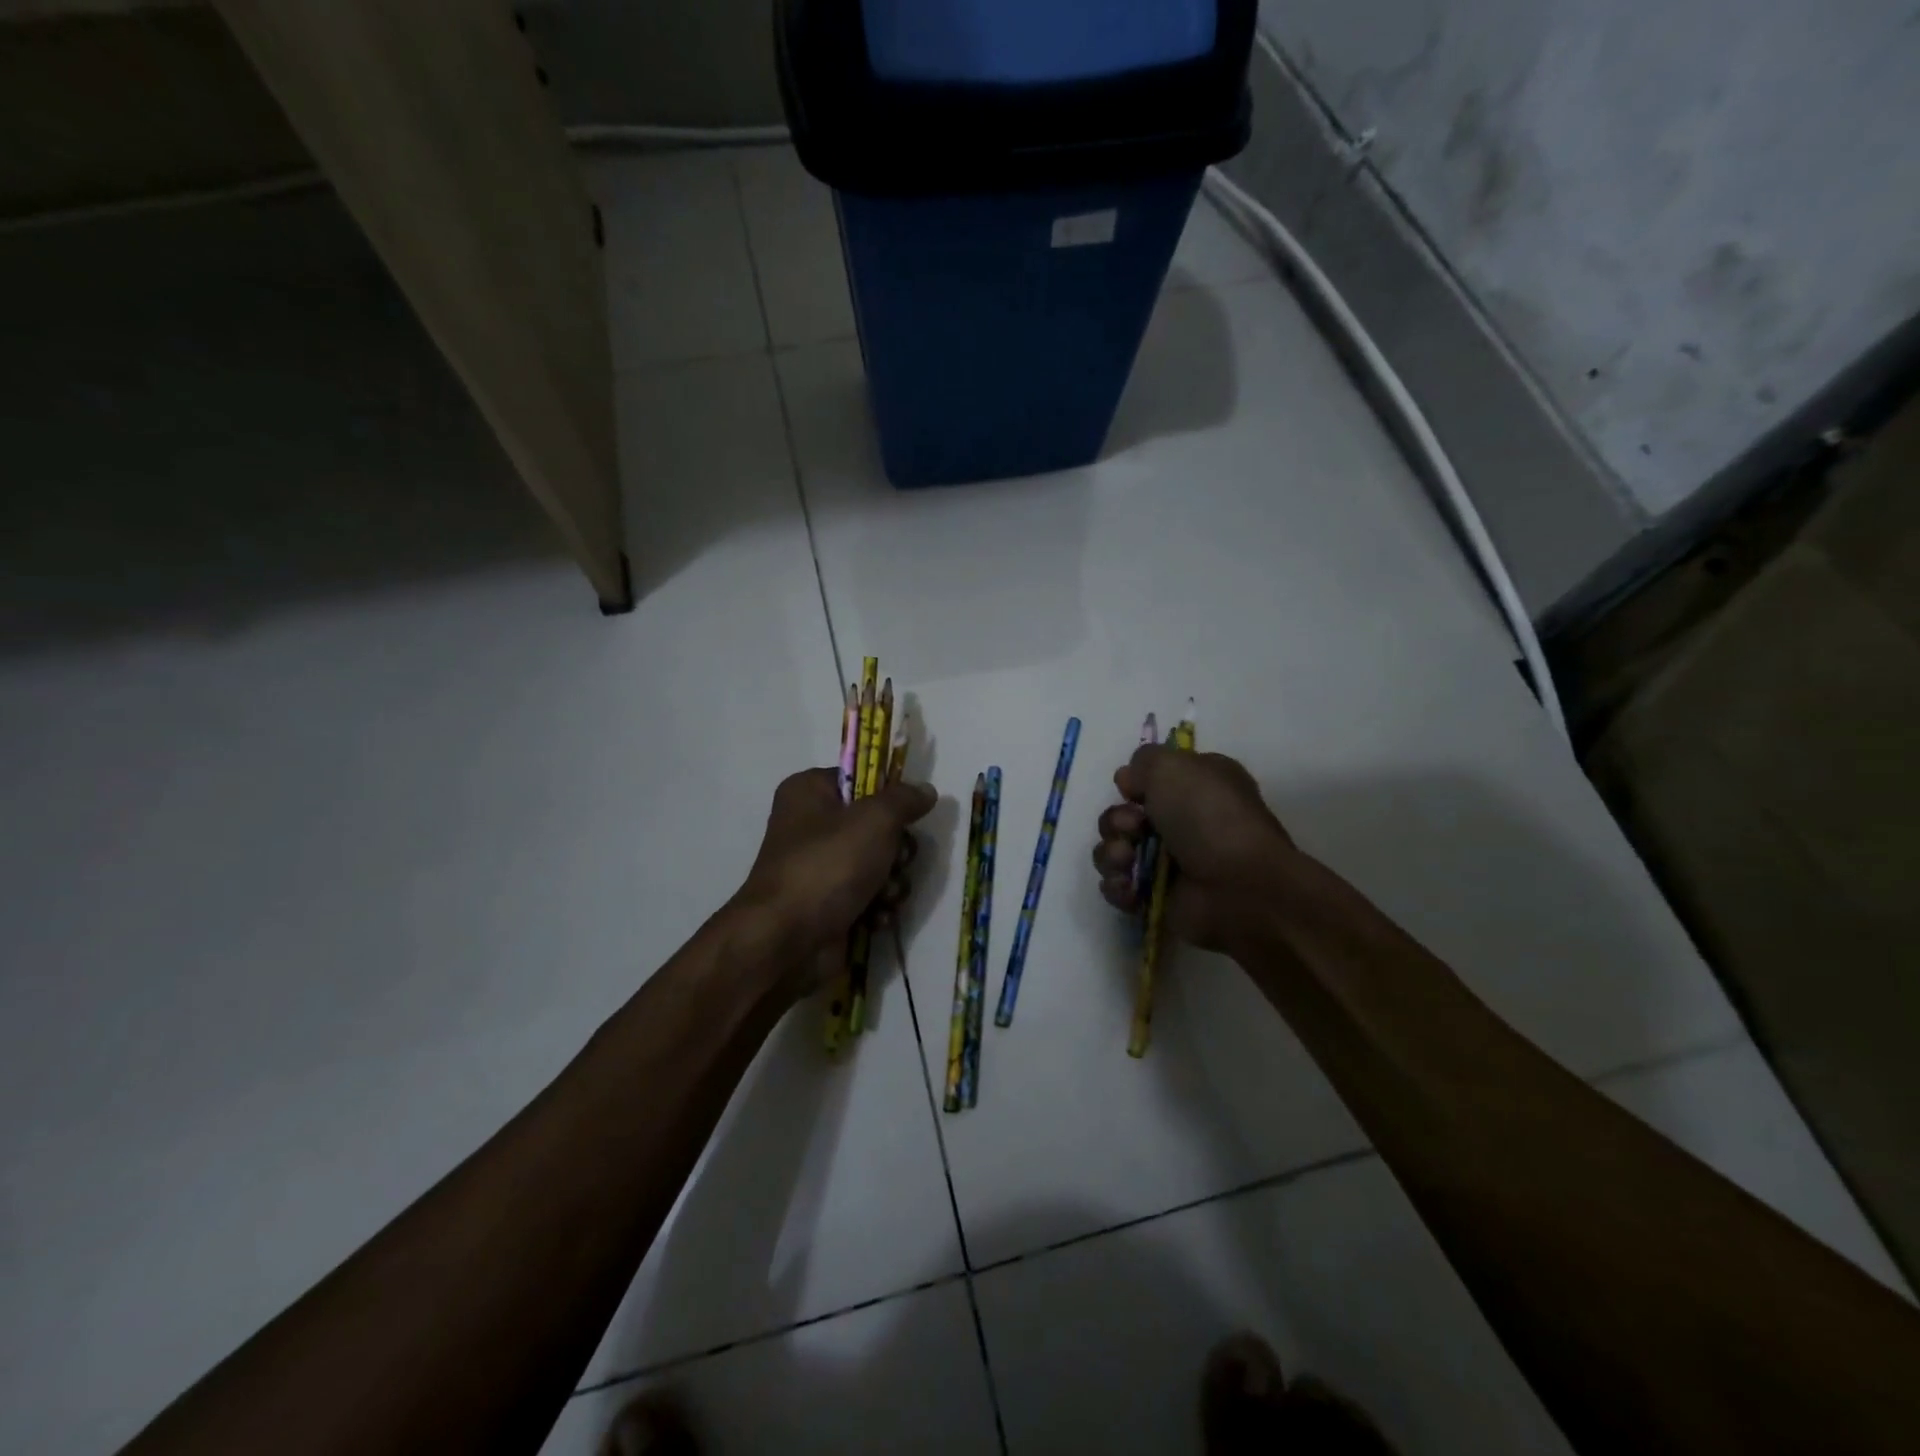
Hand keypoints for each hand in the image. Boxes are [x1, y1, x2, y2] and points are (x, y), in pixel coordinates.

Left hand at [734, 767, 936, 998]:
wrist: (787, 941)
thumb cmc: (828, 865)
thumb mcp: (875, 819)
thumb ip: (905, 800)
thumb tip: (926, 790)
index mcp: (810, 792)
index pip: (861, 779)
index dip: (889, 796)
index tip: (909, 813)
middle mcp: (811, 826)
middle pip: (876, 826)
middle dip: (896, 850)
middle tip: (896, 860)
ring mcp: (819, 868)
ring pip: (878, 865)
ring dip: (891, 882)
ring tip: (885, 896)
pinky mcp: (828, 905)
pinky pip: (868, 897)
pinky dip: (877, 907)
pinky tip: (876, 918)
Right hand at [1091, 746, 1297, 952]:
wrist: (1237, 888)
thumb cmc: (1209, 818)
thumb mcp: (1174, 767)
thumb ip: (1143, 761)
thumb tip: (1128, 781)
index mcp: (1196, 786)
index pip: (1150, 780)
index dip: (1133, 784)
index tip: (1131, 790)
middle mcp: (1182, 822)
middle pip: (1123, 816)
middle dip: (1117, 821)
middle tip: (1133, 828)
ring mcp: (1168, 863)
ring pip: (1114, 850)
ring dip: (1112, 853)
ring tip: (1127, 860)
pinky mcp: (1155, 897)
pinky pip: (1117, 887)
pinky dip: (1118, 886)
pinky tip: (1130, 887)